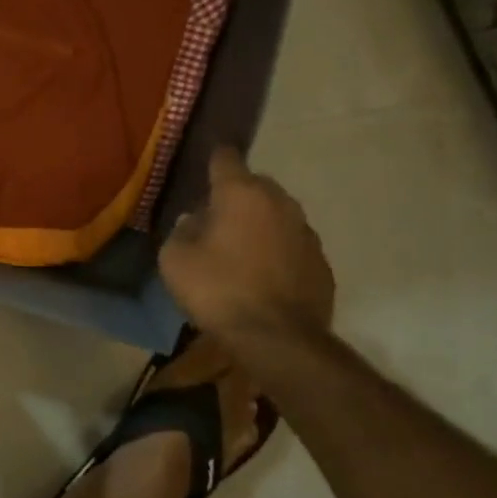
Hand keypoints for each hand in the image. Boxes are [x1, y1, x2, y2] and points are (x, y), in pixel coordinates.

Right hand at [159, 148, 334, 344]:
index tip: (203, 169)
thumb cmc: (218, 290)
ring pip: (277, 215)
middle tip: (215, 220)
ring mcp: (306, 232)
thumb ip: (182, 230)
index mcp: (241, 193)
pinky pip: (292, 245)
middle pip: (255, 185)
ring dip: (259, 224)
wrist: (278, 339)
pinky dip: (277, 252)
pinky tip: (263, 277)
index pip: (226, 157)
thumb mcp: (175, 259)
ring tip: (240, 252)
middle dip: (236, 196)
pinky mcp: (321, 262)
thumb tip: (194, 221)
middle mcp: (279, 202)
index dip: (212, 160)